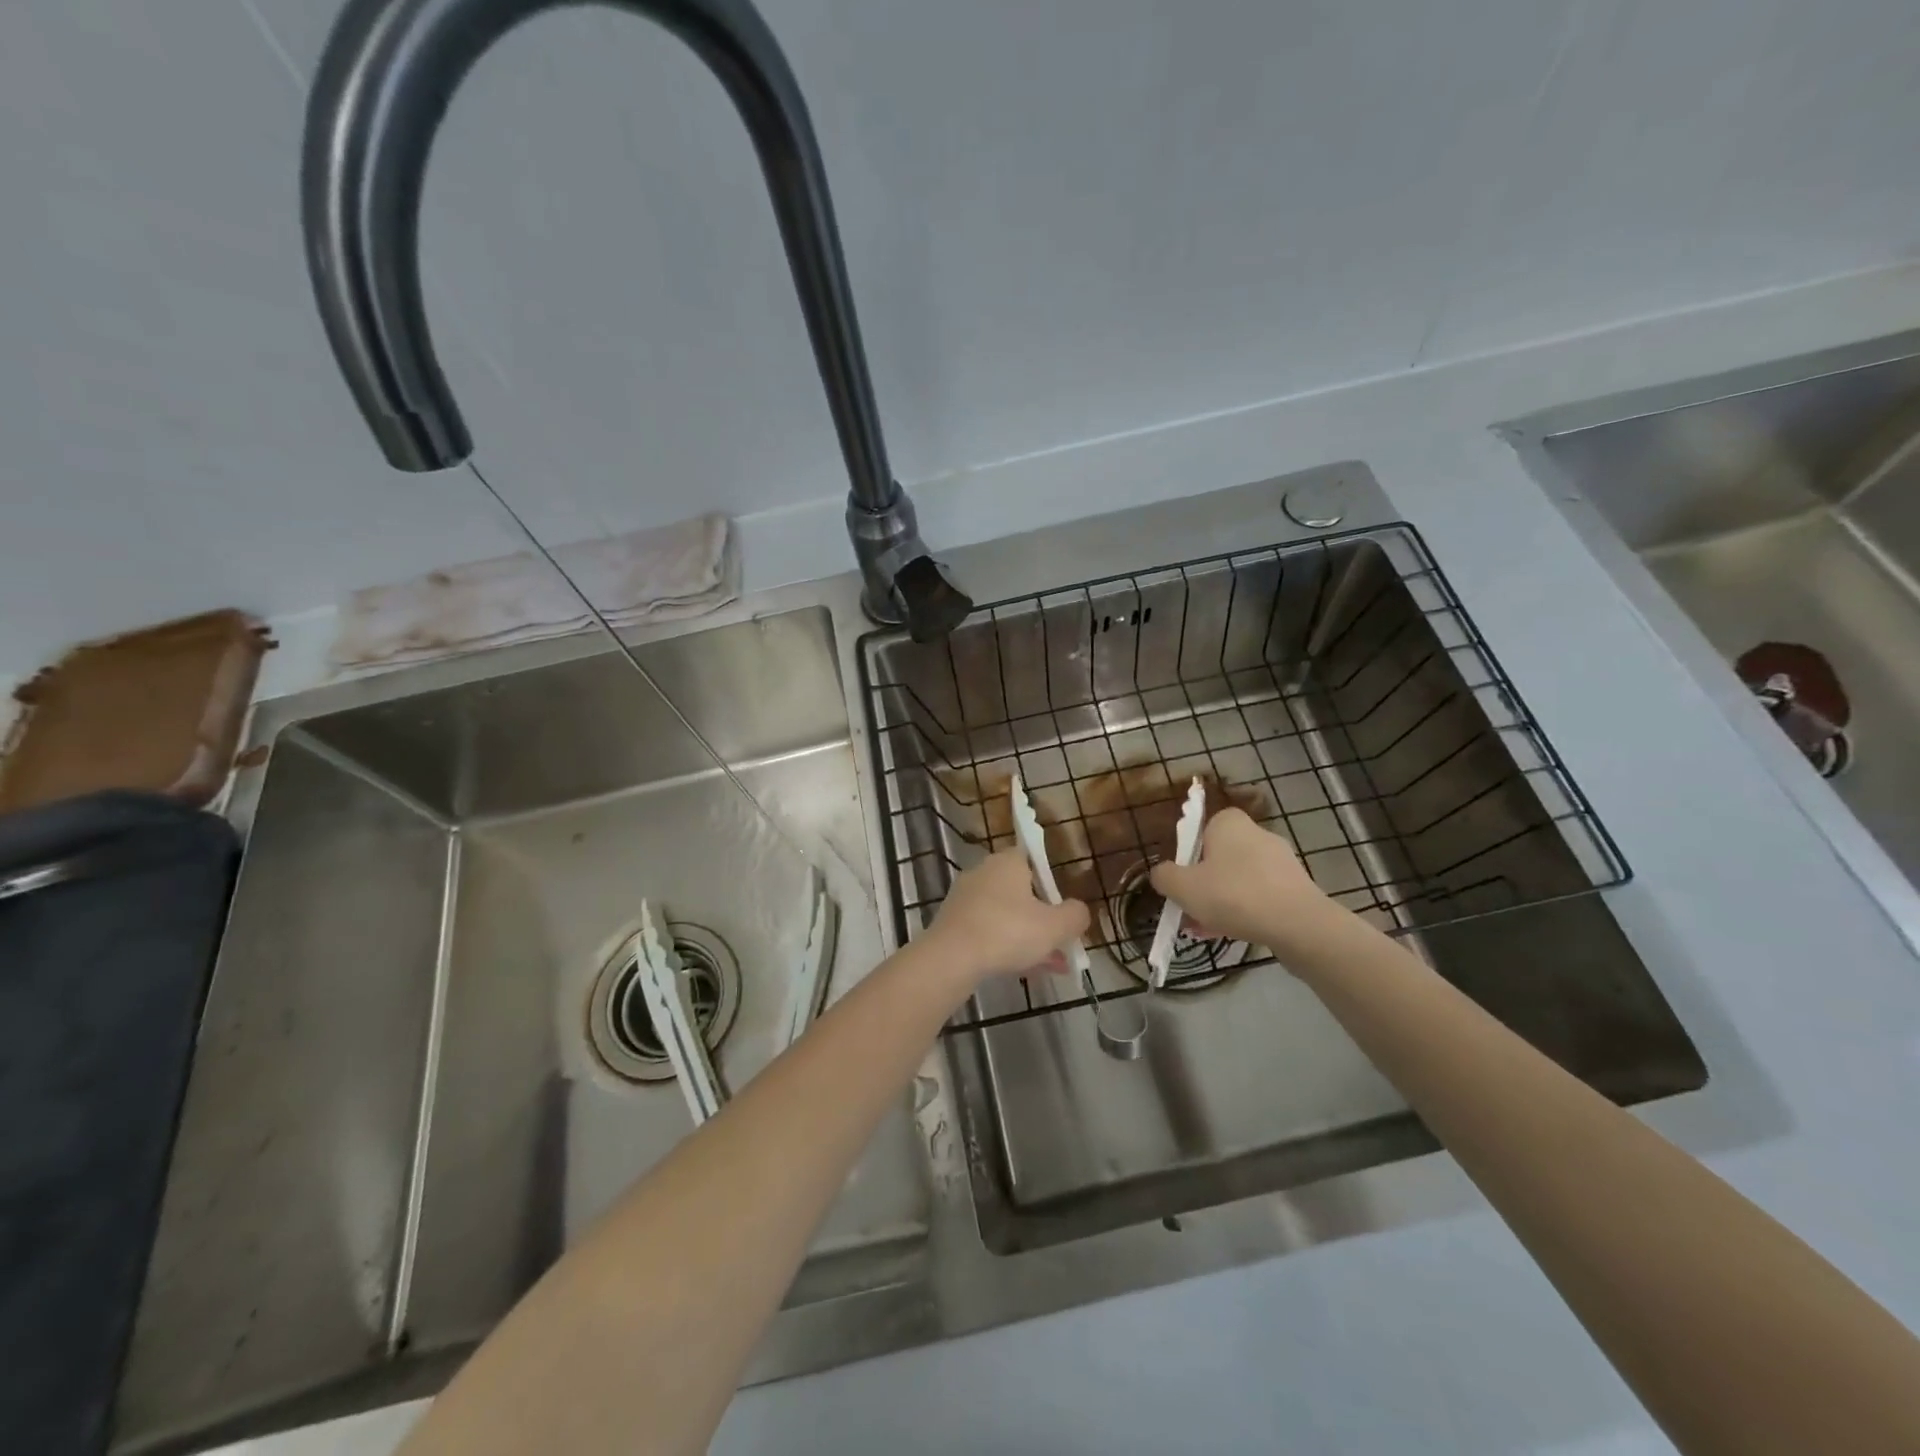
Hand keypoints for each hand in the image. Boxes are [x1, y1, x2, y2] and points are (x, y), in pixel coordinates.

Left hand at [922, 848, 1090, 984]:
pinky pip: (989, 931)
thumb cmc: (1008, 931)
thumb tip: (1080, 911)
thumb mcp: (1055, 926)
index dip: (1053, 883)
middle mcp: (984, 872)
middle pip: (1022, 892)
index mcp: (1008, 862)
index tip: (1064, 908)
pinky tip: (1028, 971)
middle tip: (1063, 943)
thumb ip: (1075, 916)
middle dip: (1044, 919)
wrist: (951, 958)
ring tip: (1053, 965)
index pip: (1034, 860)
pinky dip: (1008, 946)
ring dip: (1030, 937)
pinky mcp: (954, 923)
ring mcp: (966, 898)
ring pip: (1007, 916)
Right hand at [1148, 808, 1344, 961]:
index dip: (1185, 857)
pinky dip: (1244, 910)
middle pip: (1217, 858)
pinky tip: (1233, 933)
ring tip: (1207, 930)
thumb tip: (1161, 874)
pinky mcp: (1295, 886)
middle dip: (1202, 885)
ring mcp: (1280, 861)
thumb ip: (1163, 876)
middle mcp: (1256, 833)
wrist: (1299, 925)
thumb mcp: (1183, 887)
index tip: (1180, 883)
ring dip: (1220, 901)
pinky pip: (1259, 895)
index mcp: (1229, 822)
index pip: (1199, 830)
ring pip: (1237, 880)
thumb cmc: (1234, 895)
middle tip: (1189, 911)